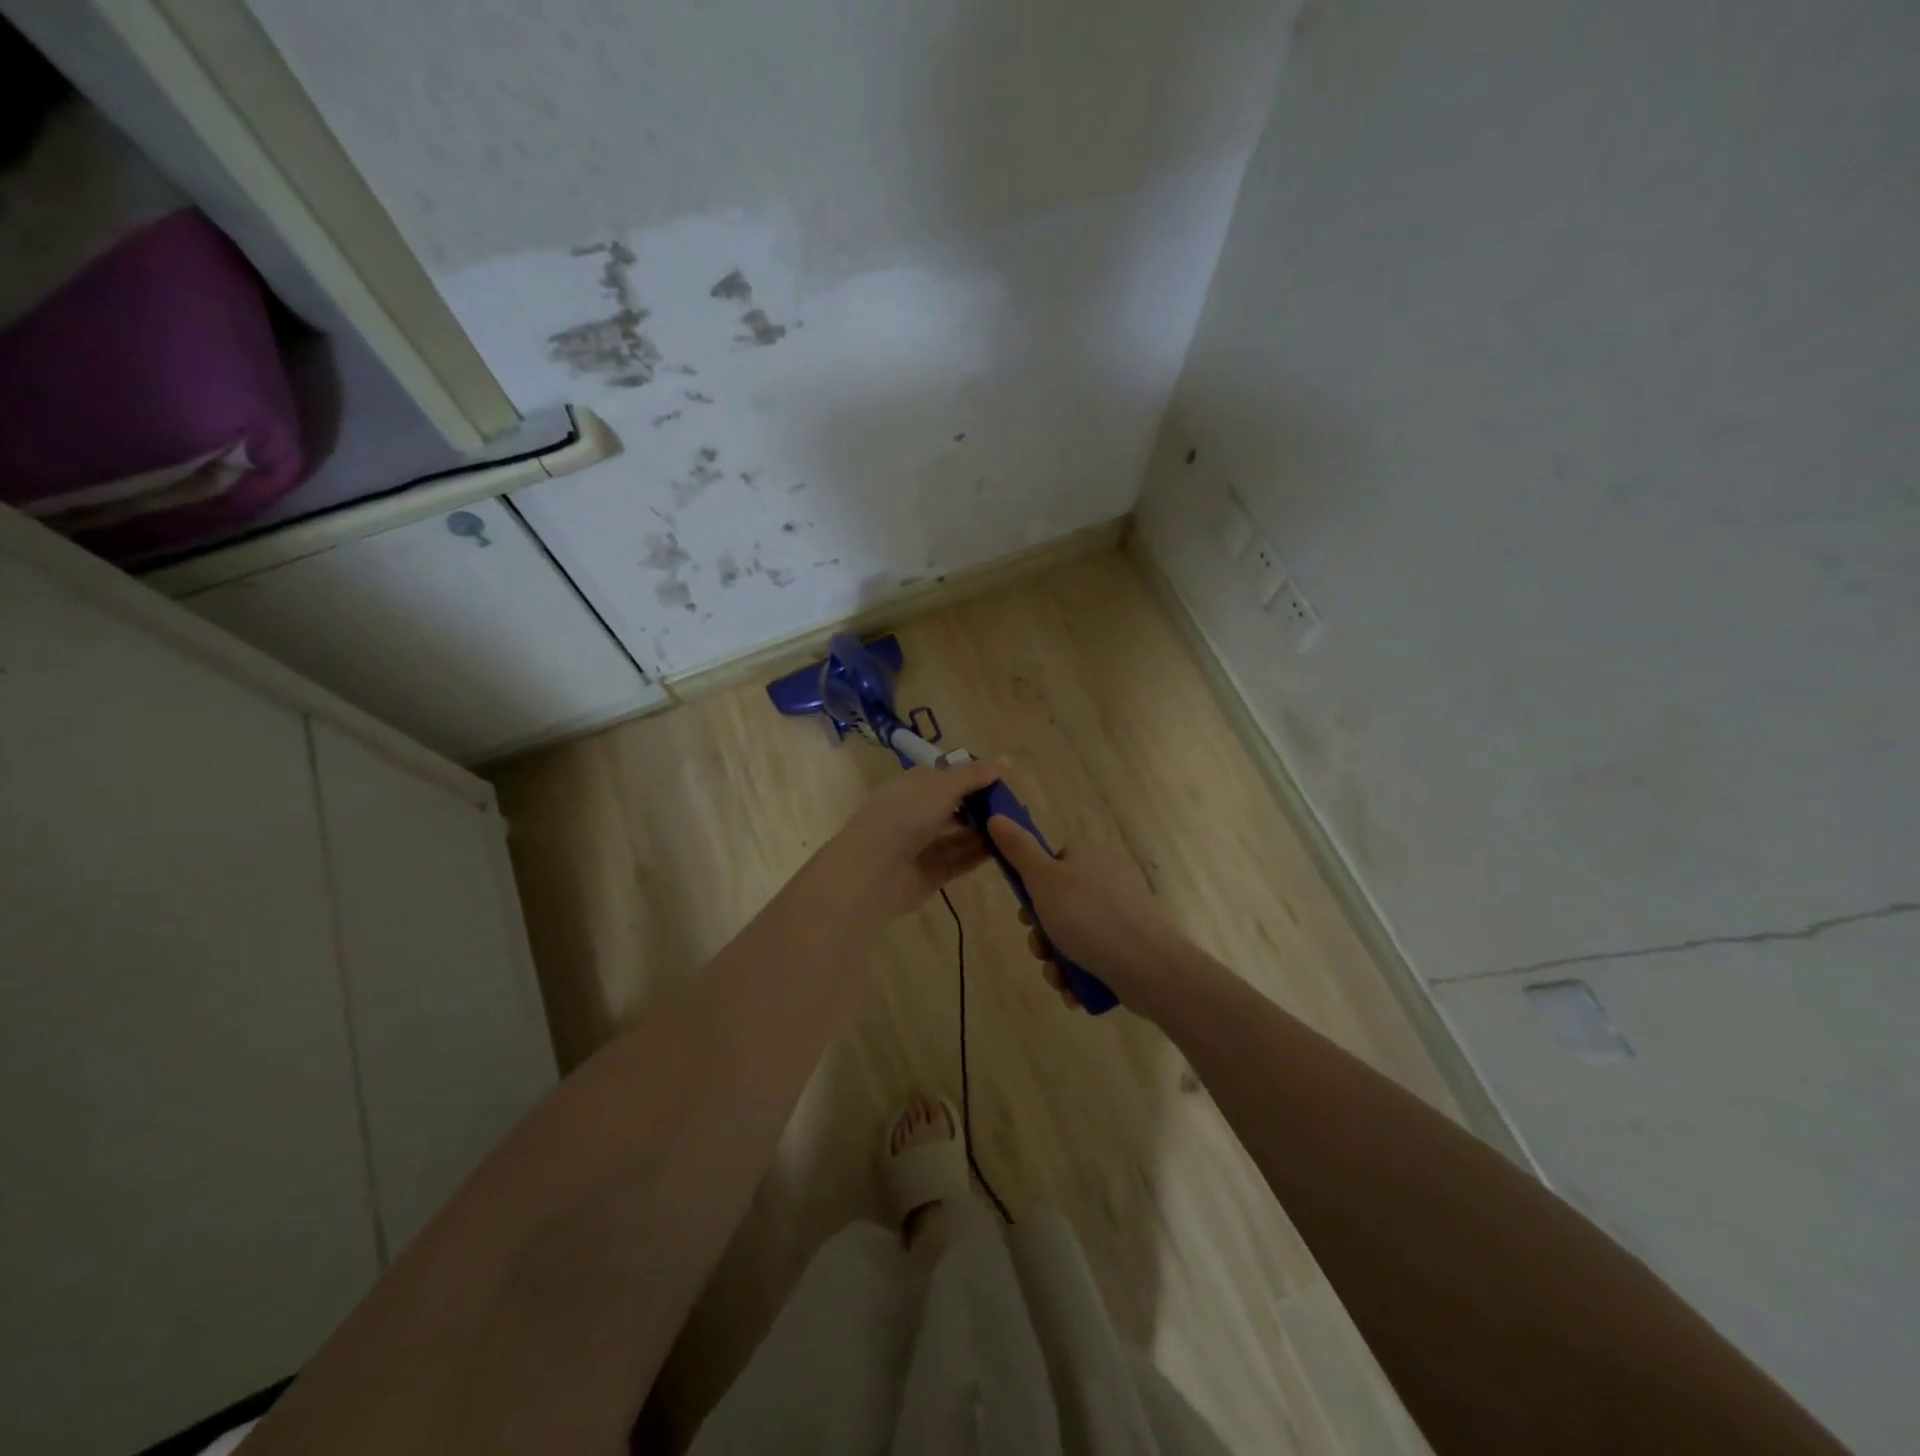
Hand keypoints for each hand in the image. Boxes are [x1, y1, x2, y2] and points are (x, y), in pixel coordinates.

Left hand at [821, 760, 1004, 917]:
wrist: (874, 868)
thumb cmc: (906, 814)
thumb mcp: (943, 785)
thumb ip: (974, 774)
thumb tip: (1005, 760)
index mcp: (915, 785)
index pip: (949, 777)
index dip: (975, 777)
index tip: (1005, 782)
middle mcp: (917, 812)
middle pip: (957, 807)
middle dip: (984, 807)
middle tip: (1016, 809)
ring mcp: (923, 844)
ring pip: (960, 835)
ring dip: (985, 832)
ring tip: (1017, 830)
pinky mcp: (931, 872)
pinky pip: (960, 860)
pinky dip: (980, 854)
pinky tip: (1006, 850)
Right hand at [987, 816, 1173, 1009]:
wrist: (1146, 964)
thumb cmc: (1087, 916)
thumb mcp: (1043, 879)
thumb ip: (1018, 849)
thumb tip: (996, 817)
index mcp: (1090, 855)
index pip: (1052, 865)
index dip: (1033, 891)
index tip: (1027, 914)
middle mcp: (1108, 878)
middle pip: (1059, 904)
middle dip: (1043, 935)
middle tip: (1041, 950)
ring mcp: (1123, 913)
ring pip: (1074, 936)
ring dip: (1057, 961)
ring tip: (1058, 978)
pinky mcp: (1132, 945)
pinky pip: (1095, 956)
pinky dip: (1079, 975)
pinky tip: (1074, 992)